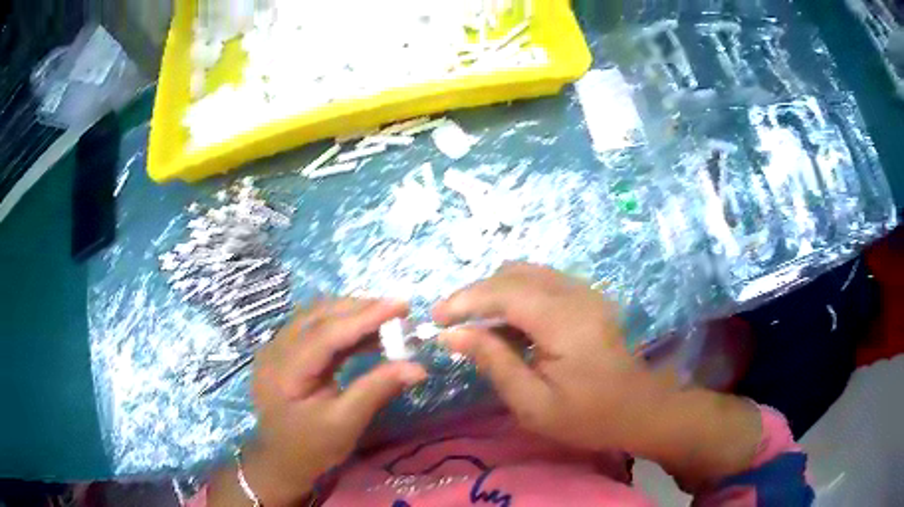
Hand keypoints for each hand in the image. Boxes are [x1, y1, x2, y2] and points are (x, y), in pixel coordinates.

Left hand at [215, 299, 426, 506]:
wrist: (281, 460)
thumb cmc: (311, 447)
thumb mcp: (345, 423)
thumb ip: (377, 390)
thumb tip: (418, 367)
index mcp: (284, 371)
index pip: (326, 333)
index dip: (364, 317)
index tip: (401, 306)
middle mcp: (276, 350)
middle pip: (318, 316)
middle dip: (359, 309)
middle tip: (398, 310)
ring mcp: (278, 348)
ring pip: (316, 317)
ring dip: (351, 314)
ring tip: (387, 318)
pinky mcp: (286, 352)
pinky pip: (316, 329)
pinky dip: (343, 327)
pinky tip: (366, 334)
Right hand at [433, 263, 651, 451]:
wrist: (640, 410)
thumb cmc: (588, 417)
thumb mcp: (533, 404)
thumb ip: (493, 362)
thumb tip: (452, 334)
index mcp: (566, 322)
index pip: (506, 291)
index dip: (466, 300)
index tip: (435, 319)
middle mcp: (578, 294)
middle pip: (515, 273)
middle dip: (476, 293)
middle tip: (451, 322)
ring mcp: (586, 292)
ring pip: (528, 272)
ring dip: (495, 292)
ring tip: (474, 323)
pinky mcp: (589, 297)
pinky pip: (543, 282)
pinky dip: (516, 295)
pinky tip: (507, 324)